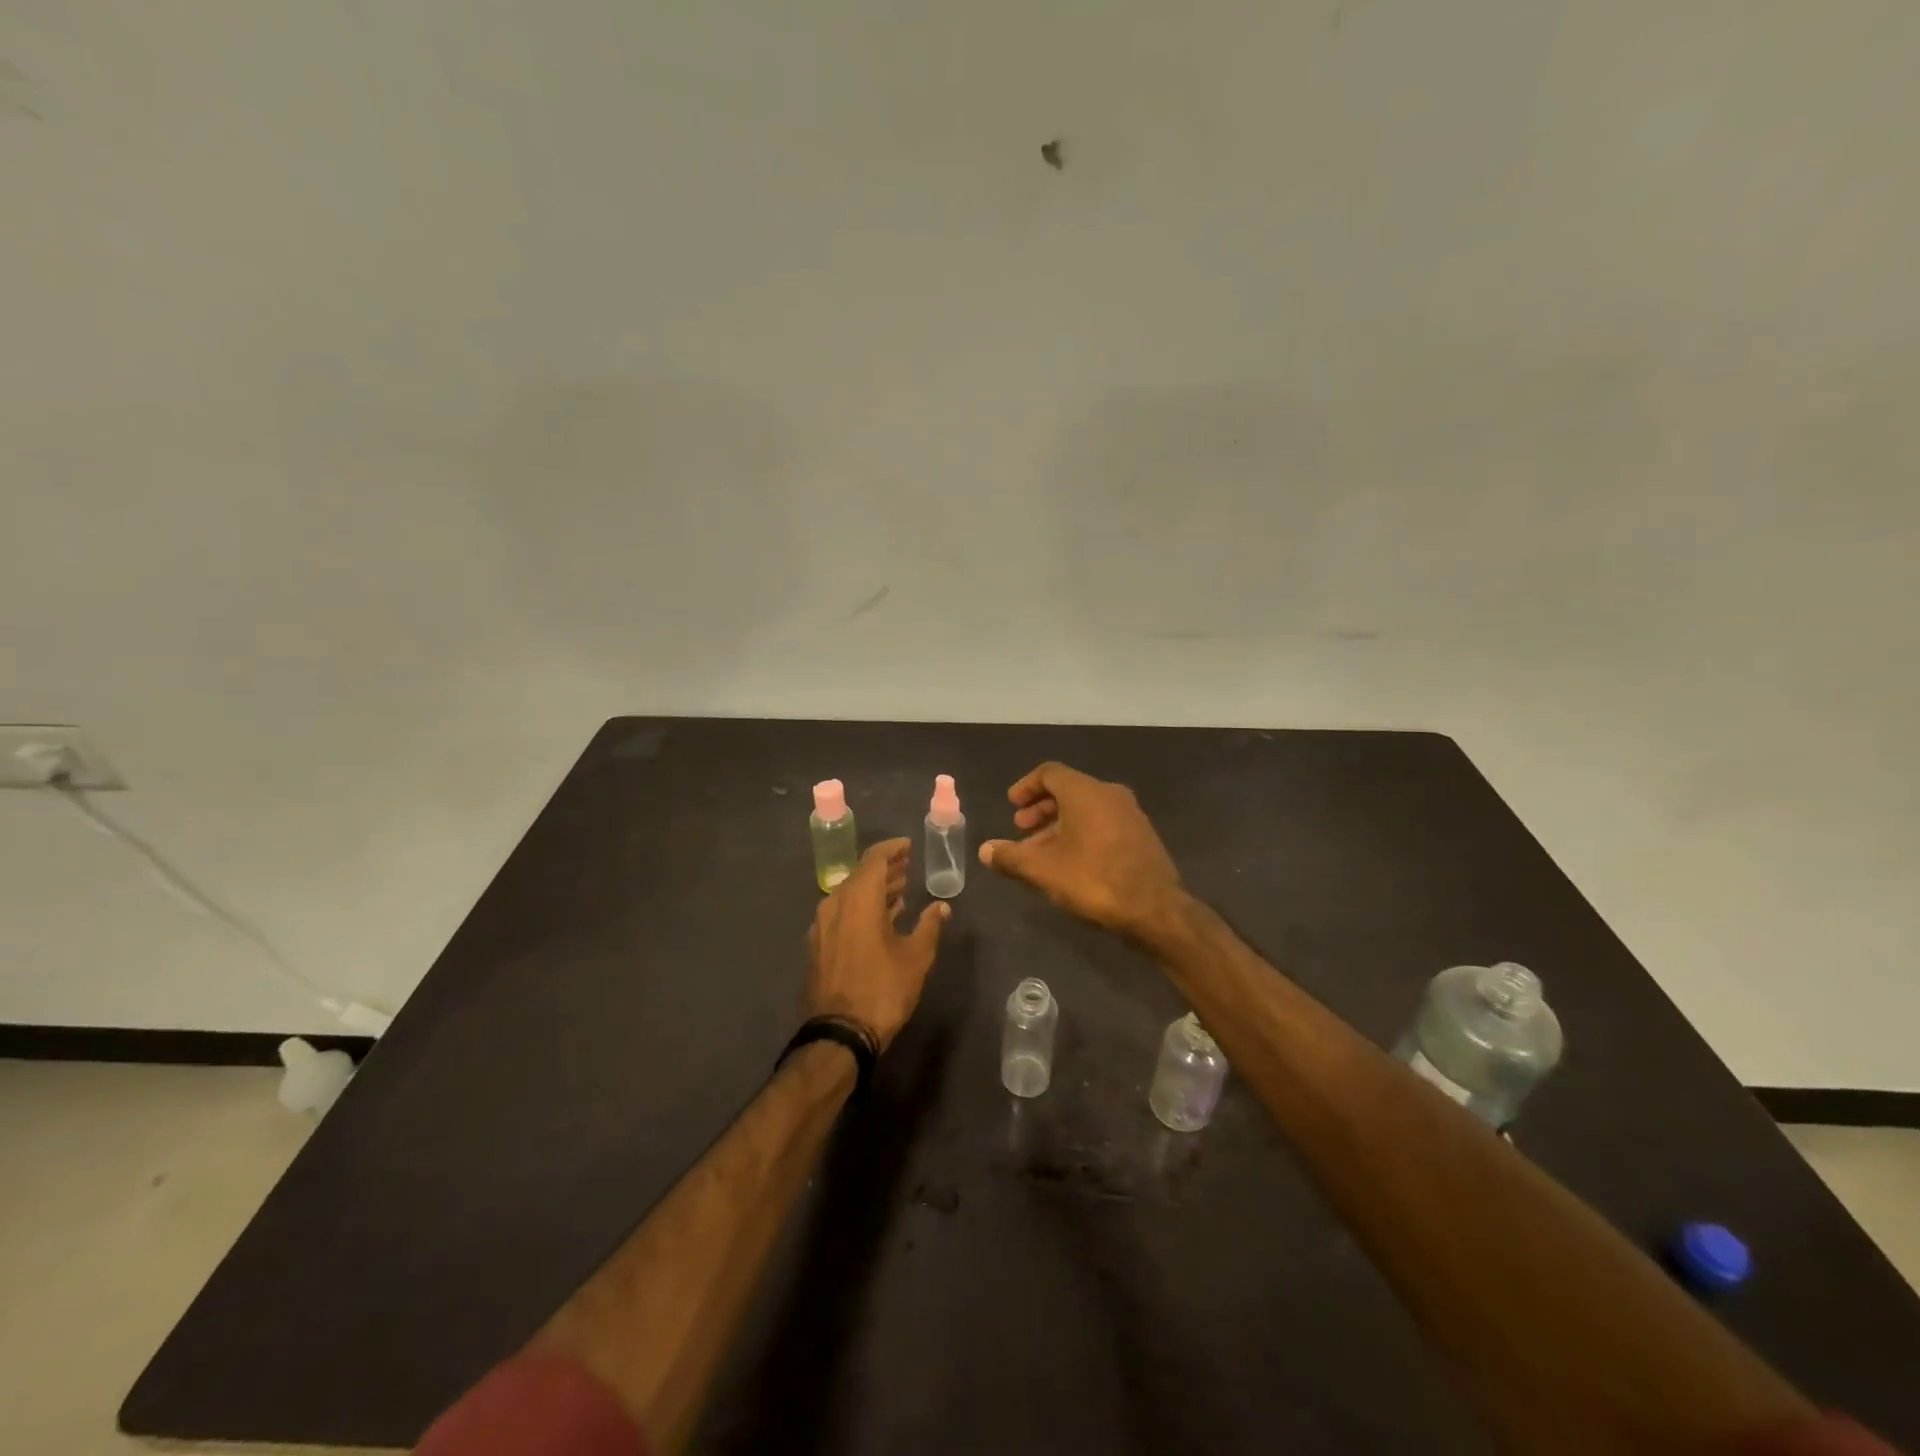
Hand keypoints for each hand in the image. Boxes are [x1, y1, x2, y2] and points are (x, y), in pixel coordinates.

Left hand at [806, 838, 948, 1051]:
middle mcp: (835, 904)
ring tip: (899, 891)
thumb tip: (941, 906)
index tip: (908, 846)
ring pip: (850, 895)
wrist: (839, 1033)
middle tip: (907, 866)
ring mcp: (822, 925)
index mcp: (859, 899)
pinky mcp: (818, 945)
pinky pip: (842, 913)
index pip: (874, 859)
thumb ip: (929, 926)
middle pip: (860, 875)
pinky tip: (880, 919)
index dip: (892, 849)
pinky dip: (861, 908)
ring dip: (874, 890)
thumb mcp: (916, 957)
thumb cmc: (883, 989)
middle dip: (885, 869)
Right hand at [979, 762, 1185, 939]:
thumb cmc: (1094, 879)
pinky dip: (1081, 832)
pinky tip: (1071, 862)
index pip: (1050, 773)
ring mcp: (1130, 814)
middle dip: (1041, 808)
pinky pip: (1103, 822)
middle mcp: (1110, 794)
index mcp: (1085, 792)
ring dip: (1059, 824)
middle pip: (1068, 790)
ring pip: (1086, 809)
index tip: (1012, 805)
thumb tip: (985, 850)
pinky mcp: (1141, 835)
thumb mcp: (1044, 870)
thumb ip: (1011, 857)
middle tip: (1021, 829)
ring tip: (1041, 852)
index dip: (1026, 786)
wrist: (1156, 909)